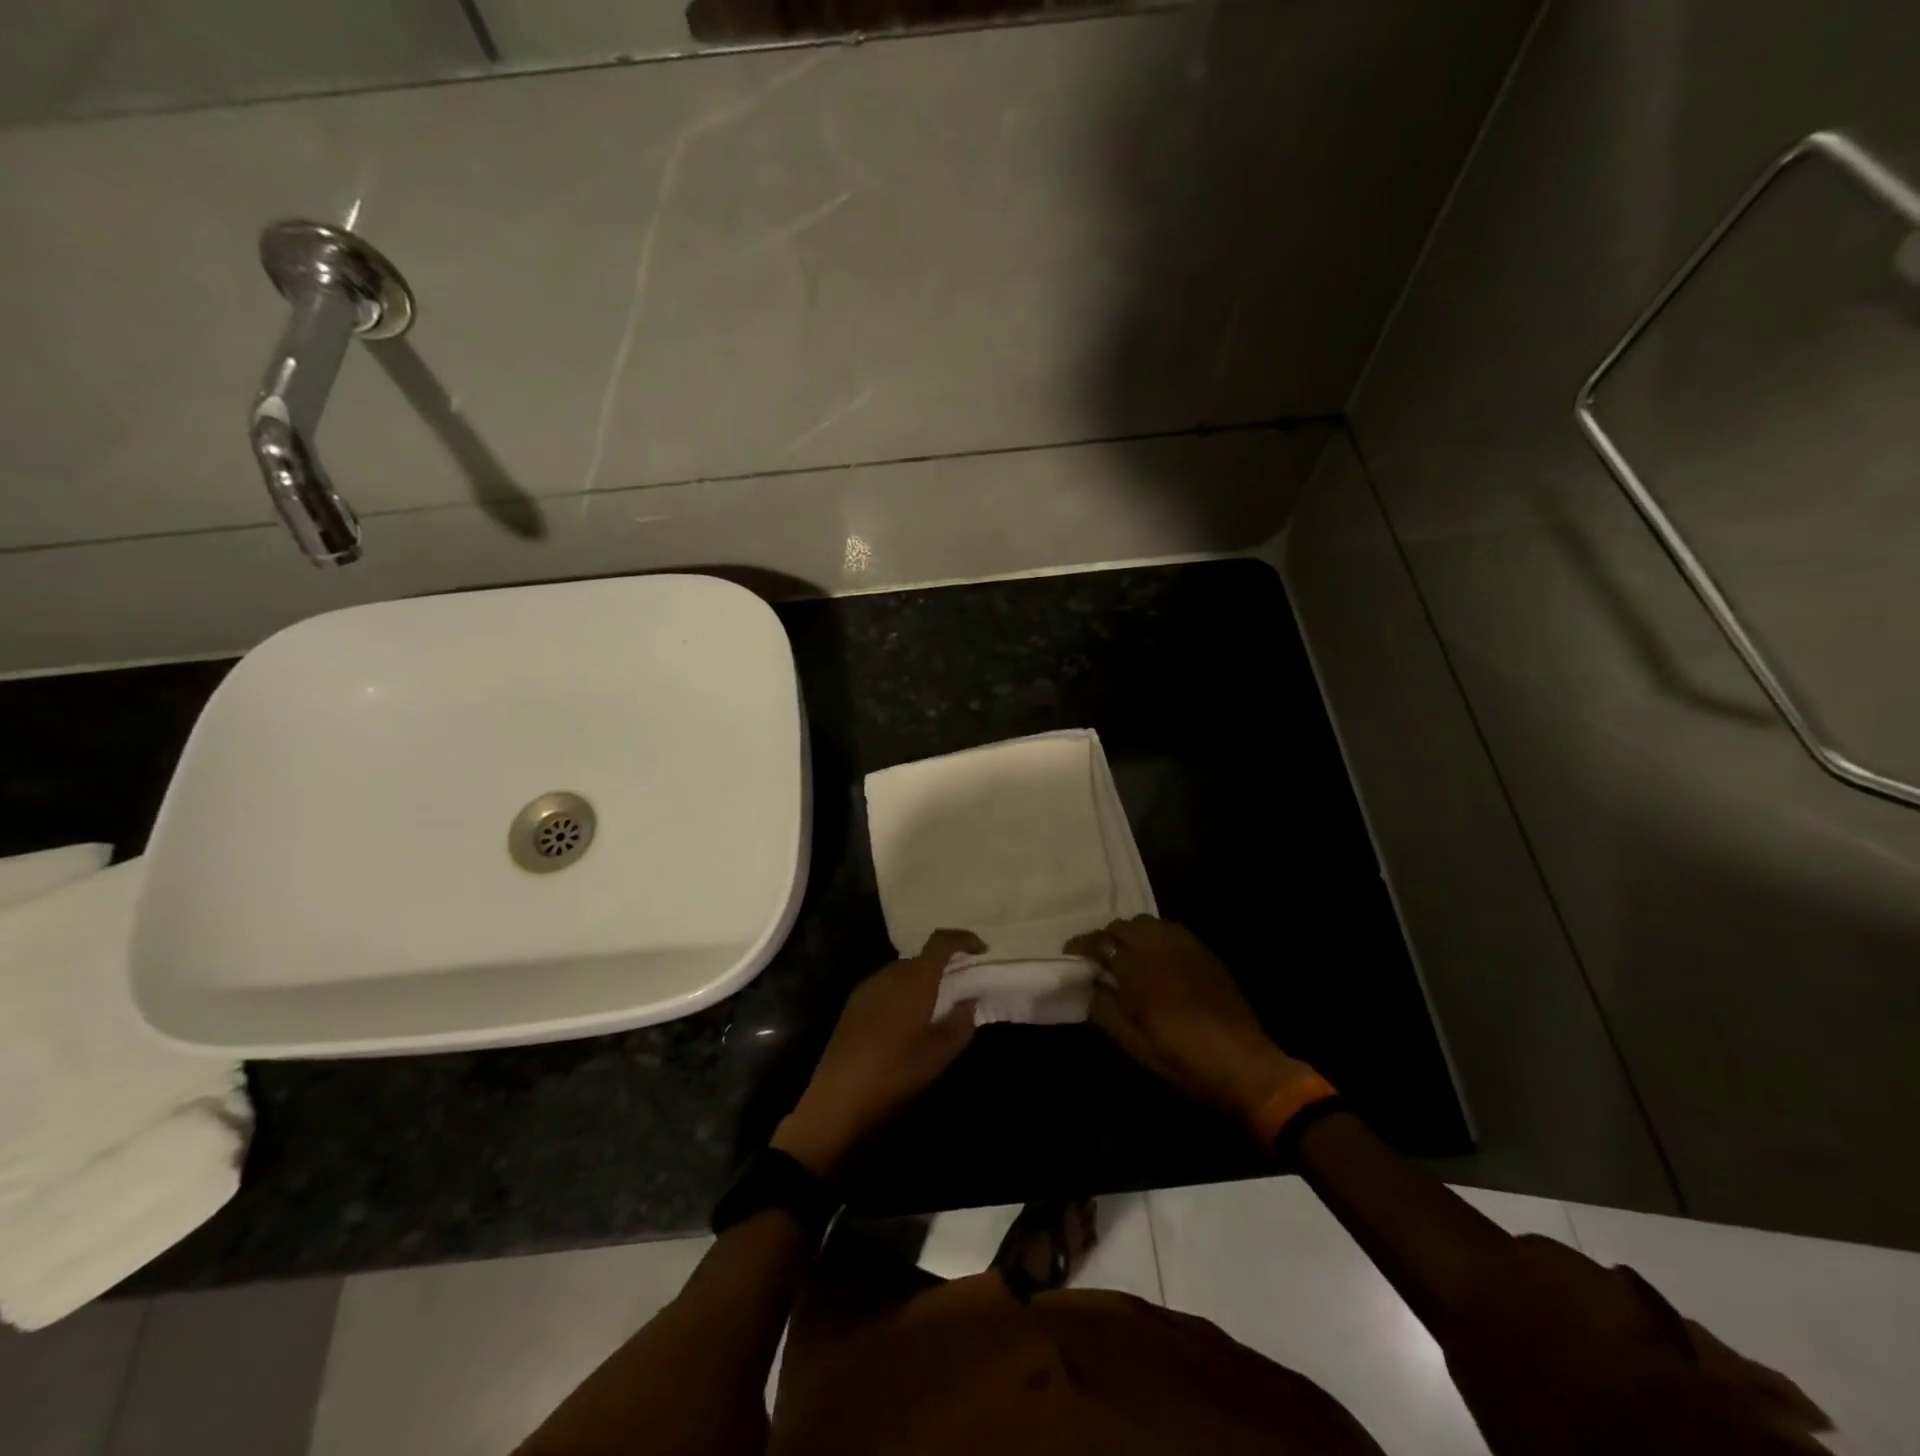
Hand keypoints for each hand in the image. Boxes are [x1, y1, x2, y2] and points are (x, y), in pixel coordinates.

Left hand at [772, 930, 983, 1177]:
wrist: (837, 1100)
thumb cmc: (895, 1074)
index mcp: (914, 980)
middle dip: (943, 965)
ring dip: (922, 980)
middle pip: (922, 957)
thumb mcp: (940, 1054)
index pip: (941, 941)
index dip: (963, 940)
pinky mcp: (852, 1005)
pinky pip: (886, 986)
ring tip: (935, 1006)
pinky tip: (906, 1020)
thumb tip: (969, 999)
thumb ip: (961, 1021)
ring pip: (902, 971)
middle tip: (962, 986)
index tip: (981, 950)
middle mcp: (890, 974)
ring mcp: (867, 987)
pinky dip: (903, 991)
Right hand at [1067, 916, 1309, 1133]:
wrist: (1242, 1064)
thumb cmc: (1179, 1057)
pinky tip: (1156, 960)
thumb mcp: (1131, 1042)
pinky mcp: (1205, 953)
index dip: (1080, 946)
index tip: (1069, 956)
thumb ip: (1102, 1008)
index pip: (1099, 941)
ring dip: (1131, 935)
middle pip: (1123, 925)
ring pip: (1148, 924)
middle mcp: (1159, 945)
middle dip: (1105, 938)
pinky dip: (1155, 938)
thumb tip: (1088, 986)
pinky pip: (1171, 932)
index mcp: (1136, 965)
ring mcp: (1186, 945)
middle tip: (1097, 959)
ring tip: (1126, 957)